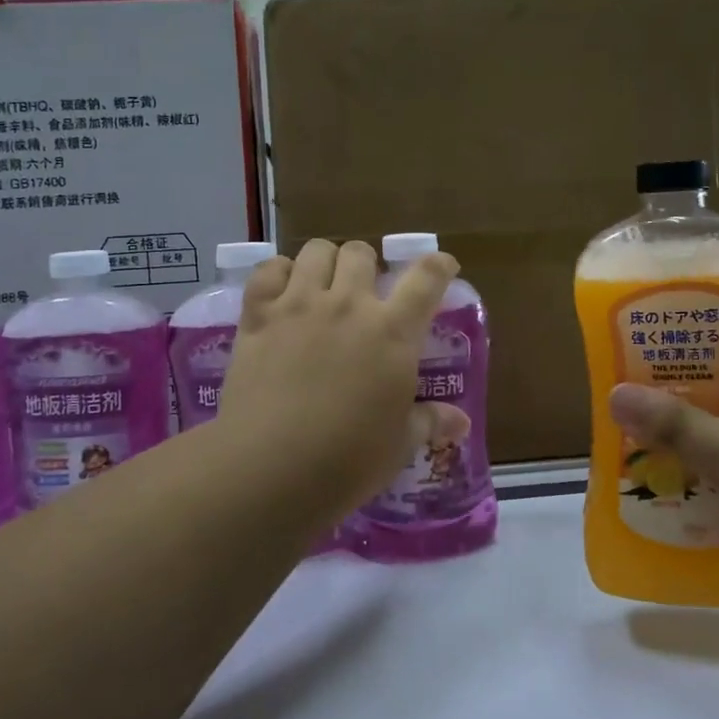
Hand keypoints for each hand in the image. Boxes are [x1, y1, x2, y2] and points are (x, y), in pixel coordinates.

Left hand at [217, 239, 459, 517]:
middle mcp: (348, 305)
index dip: (438, 265)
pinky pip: (268, 270)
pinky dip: (277, 273)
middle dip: (367, 264)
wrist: (270, 468)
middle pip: (361, 253)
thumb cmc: (347, 461)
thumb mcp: (399, 445)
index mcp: (392, 332)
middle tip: (363, 291)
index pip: (426, 278)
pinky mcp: (258, 315)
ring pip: (316, 251)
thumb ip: (429, 422)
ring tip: (322, 286)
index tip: (442, 266)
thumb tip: (460, 422)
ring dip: (325, 262)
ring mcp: (299, 305)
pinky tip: (281, 293)